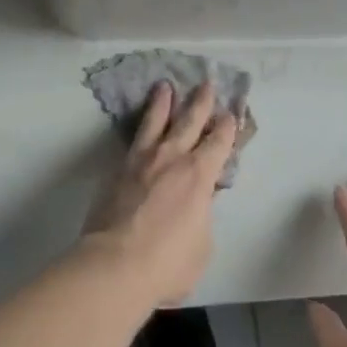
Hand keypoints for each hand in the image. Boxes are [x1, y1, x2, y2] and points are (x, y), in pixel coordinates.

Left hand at [81, 81, 238, 307]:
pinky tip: (140, 122)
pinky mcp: (119, 168)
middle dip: (201, 102)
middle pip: (189, 121)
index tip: (230, 114)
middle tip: (206, 83)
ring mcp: (143, 160)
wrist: (116, 263)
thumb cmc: (167, 263)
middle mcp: (172, 158)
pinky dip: (141, 125)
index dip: (226, 128)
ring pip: (156, 121)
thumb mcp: (201, 244)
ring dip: (163, 102)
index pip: (218, 144)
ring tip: (165, 86)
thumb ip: (202, 215)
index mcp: (199, 176)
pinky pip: (134, 138)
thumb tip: (198, 200)